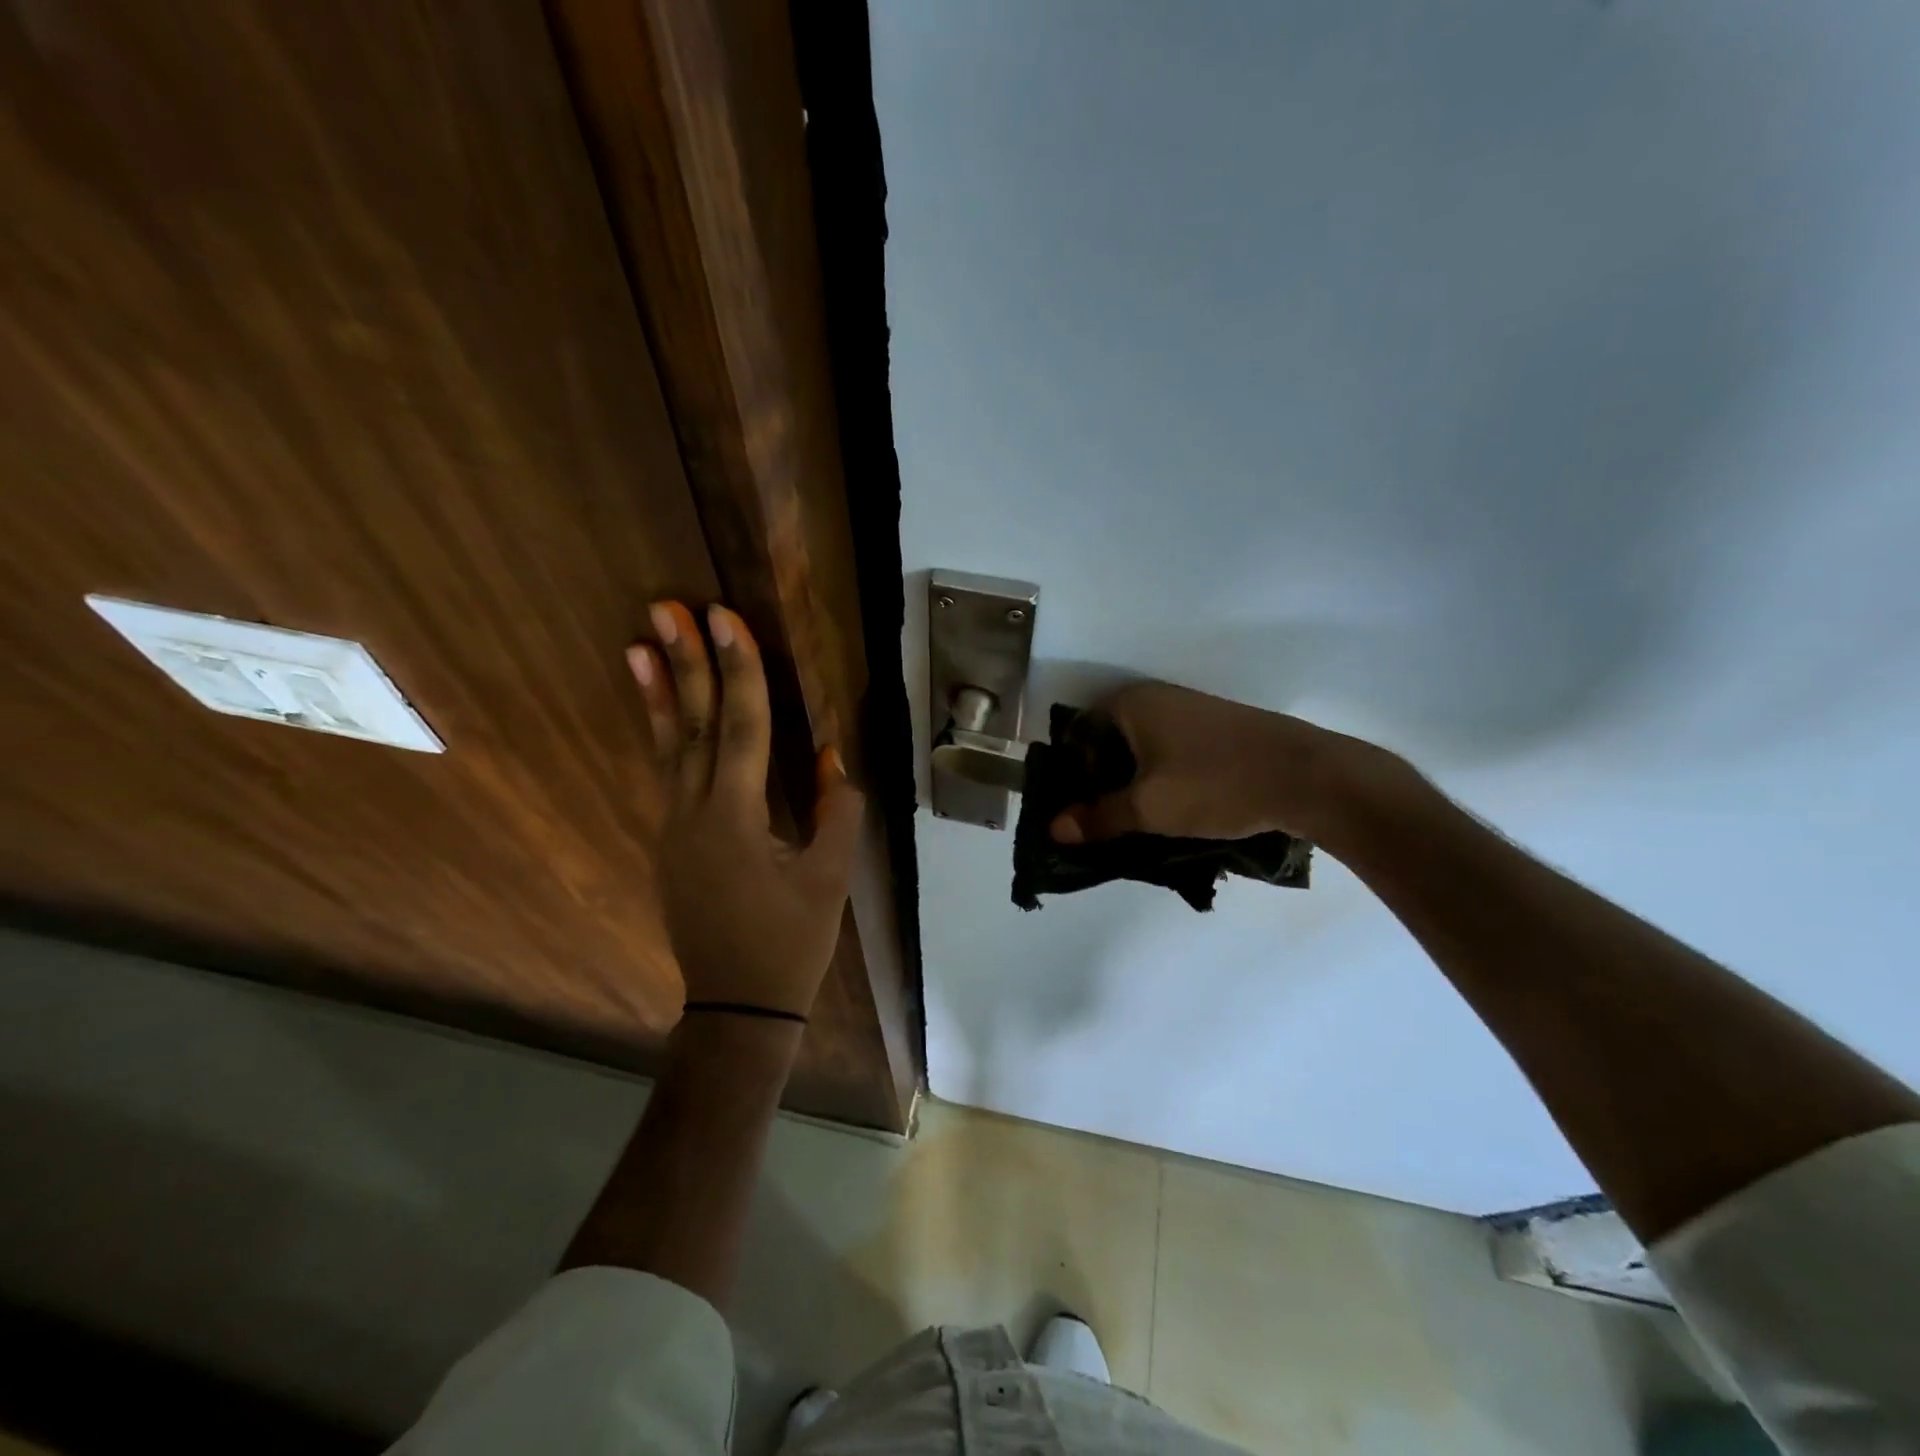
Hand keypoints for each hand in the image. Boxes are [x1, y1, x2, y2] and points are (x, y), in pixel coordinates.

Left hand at [631, 602, 863, 1017]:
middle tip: (667, 608)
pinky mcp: (672, 843)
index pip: (741, 727)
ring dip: (658, 693)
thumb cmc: (791, 943)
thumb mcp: (830, 878)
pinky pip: (667, 775)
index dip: (738, 669)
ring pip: (667, 748)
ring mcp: (675, 828)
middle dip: (685, 663)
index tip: (724, 618)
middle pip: (694, 725)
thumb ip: (837, 811)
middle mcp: (695, 813)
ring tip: (638, 645)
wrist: (737, 1006)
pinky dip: (661, 735)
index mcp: (737, 818)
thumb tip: (832, 755)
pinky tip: (660, 711)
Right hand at [1048, 681, 1410, 846]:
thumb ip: (1097, 817)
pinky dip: (1159, 775)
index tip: (1075, 808)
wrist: (1308, 776)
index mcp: (1130, 702)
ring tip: (1134, 820)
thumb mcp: (1149, 808)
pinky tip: (1171, 807)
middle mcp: (1155, 696)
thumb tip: (1054, 828)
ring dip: (1131, 780)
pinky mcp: (1215, 727)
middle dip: (1099, 779)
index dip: (1070, 771)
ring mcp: (1188, 709)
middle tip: (1100, 820)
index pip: (1077, 731)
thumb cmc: (1216, 784)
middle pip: (1107, 739)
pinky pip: (1168, 750)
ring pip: (1140, 747)